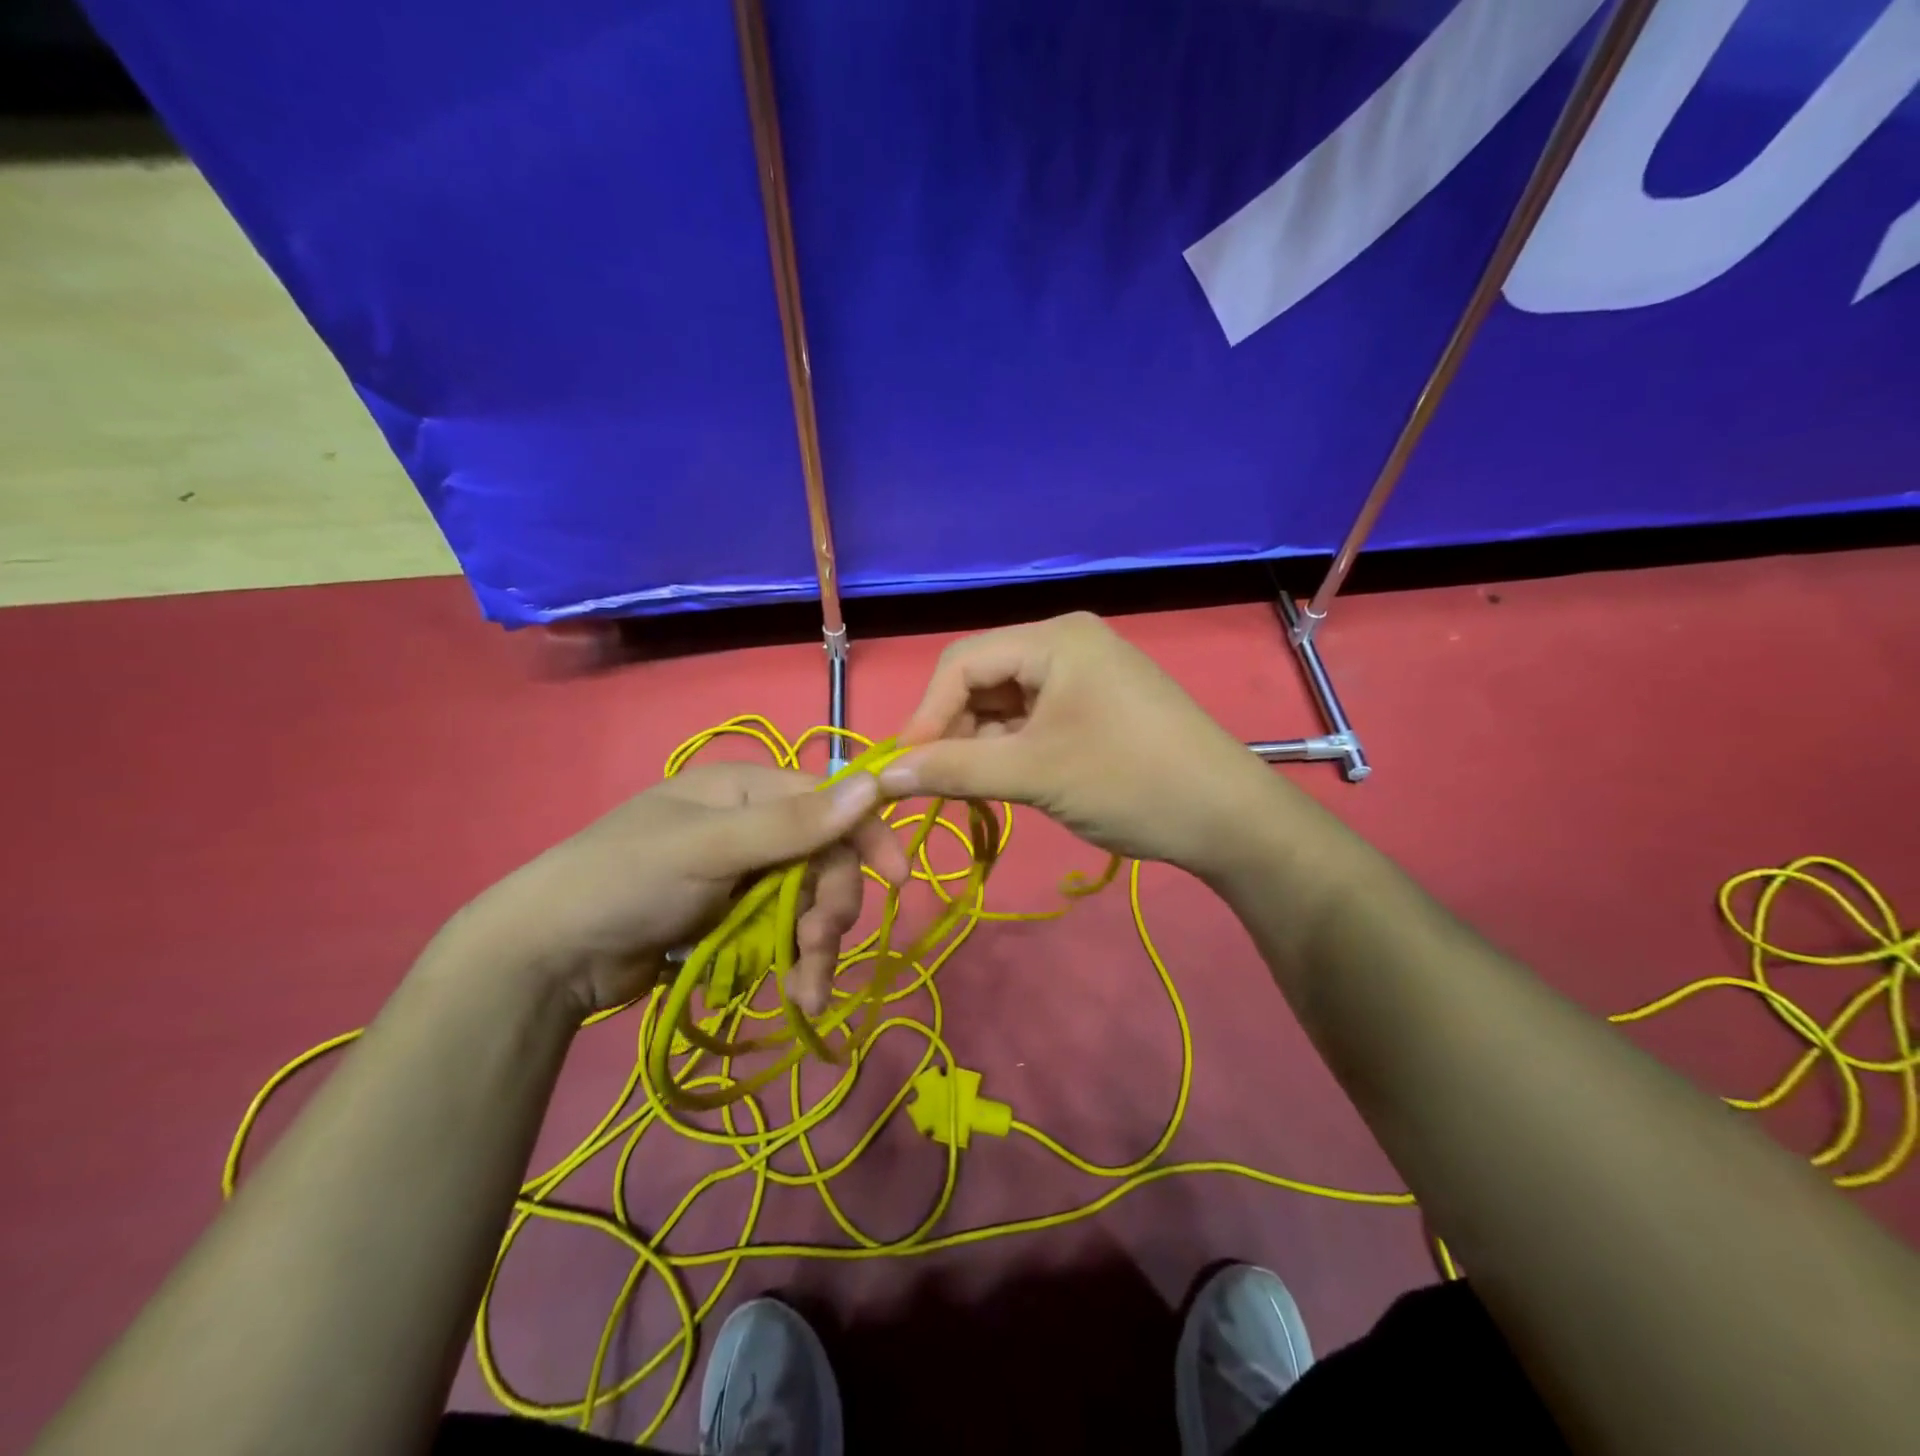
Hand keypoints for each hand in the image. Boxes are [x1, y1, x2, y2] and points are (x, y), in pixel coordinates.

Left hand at [446, 763, 908, 1015]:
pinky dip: (794, 965)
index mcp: (747, 790)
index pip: (829, 801)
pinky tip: (795, 995)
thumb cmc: (624, 881)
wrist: (546, 957)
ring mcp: (743, 876)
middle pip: (825, 859)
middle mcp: (752, 826)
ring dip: (816, 947)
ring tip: (806, 991)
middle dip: (831, 905)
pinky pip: (784, 936)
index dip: (867, 835)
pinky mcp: (733, 921)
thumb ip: (792, 823)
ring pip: (809, 904)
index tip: (899, 878)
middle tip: (818, 945)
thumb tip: (874, 785)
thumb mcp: (709, 848)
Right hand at [878, 612, 1290, 877]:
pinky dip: (1009, 749)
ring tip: (964, 789)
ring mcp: (1084, 675)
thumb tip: (884, 776)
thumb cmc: (1131, 783)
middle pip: (983, 678)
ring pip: (1005, 703)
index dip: (926, 714)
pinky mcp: (1095, 706)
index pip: (963, 662)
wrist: (1229, 819)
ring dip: (978, 744)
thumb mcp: (1035, 775)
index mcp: (1055, 639)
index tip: (904, 769)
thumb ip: (954, 770)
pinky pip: (1033, 719)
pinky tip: (999, 780)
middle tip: (933, 784)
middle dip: (952, 730)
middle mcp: (1067, 644)